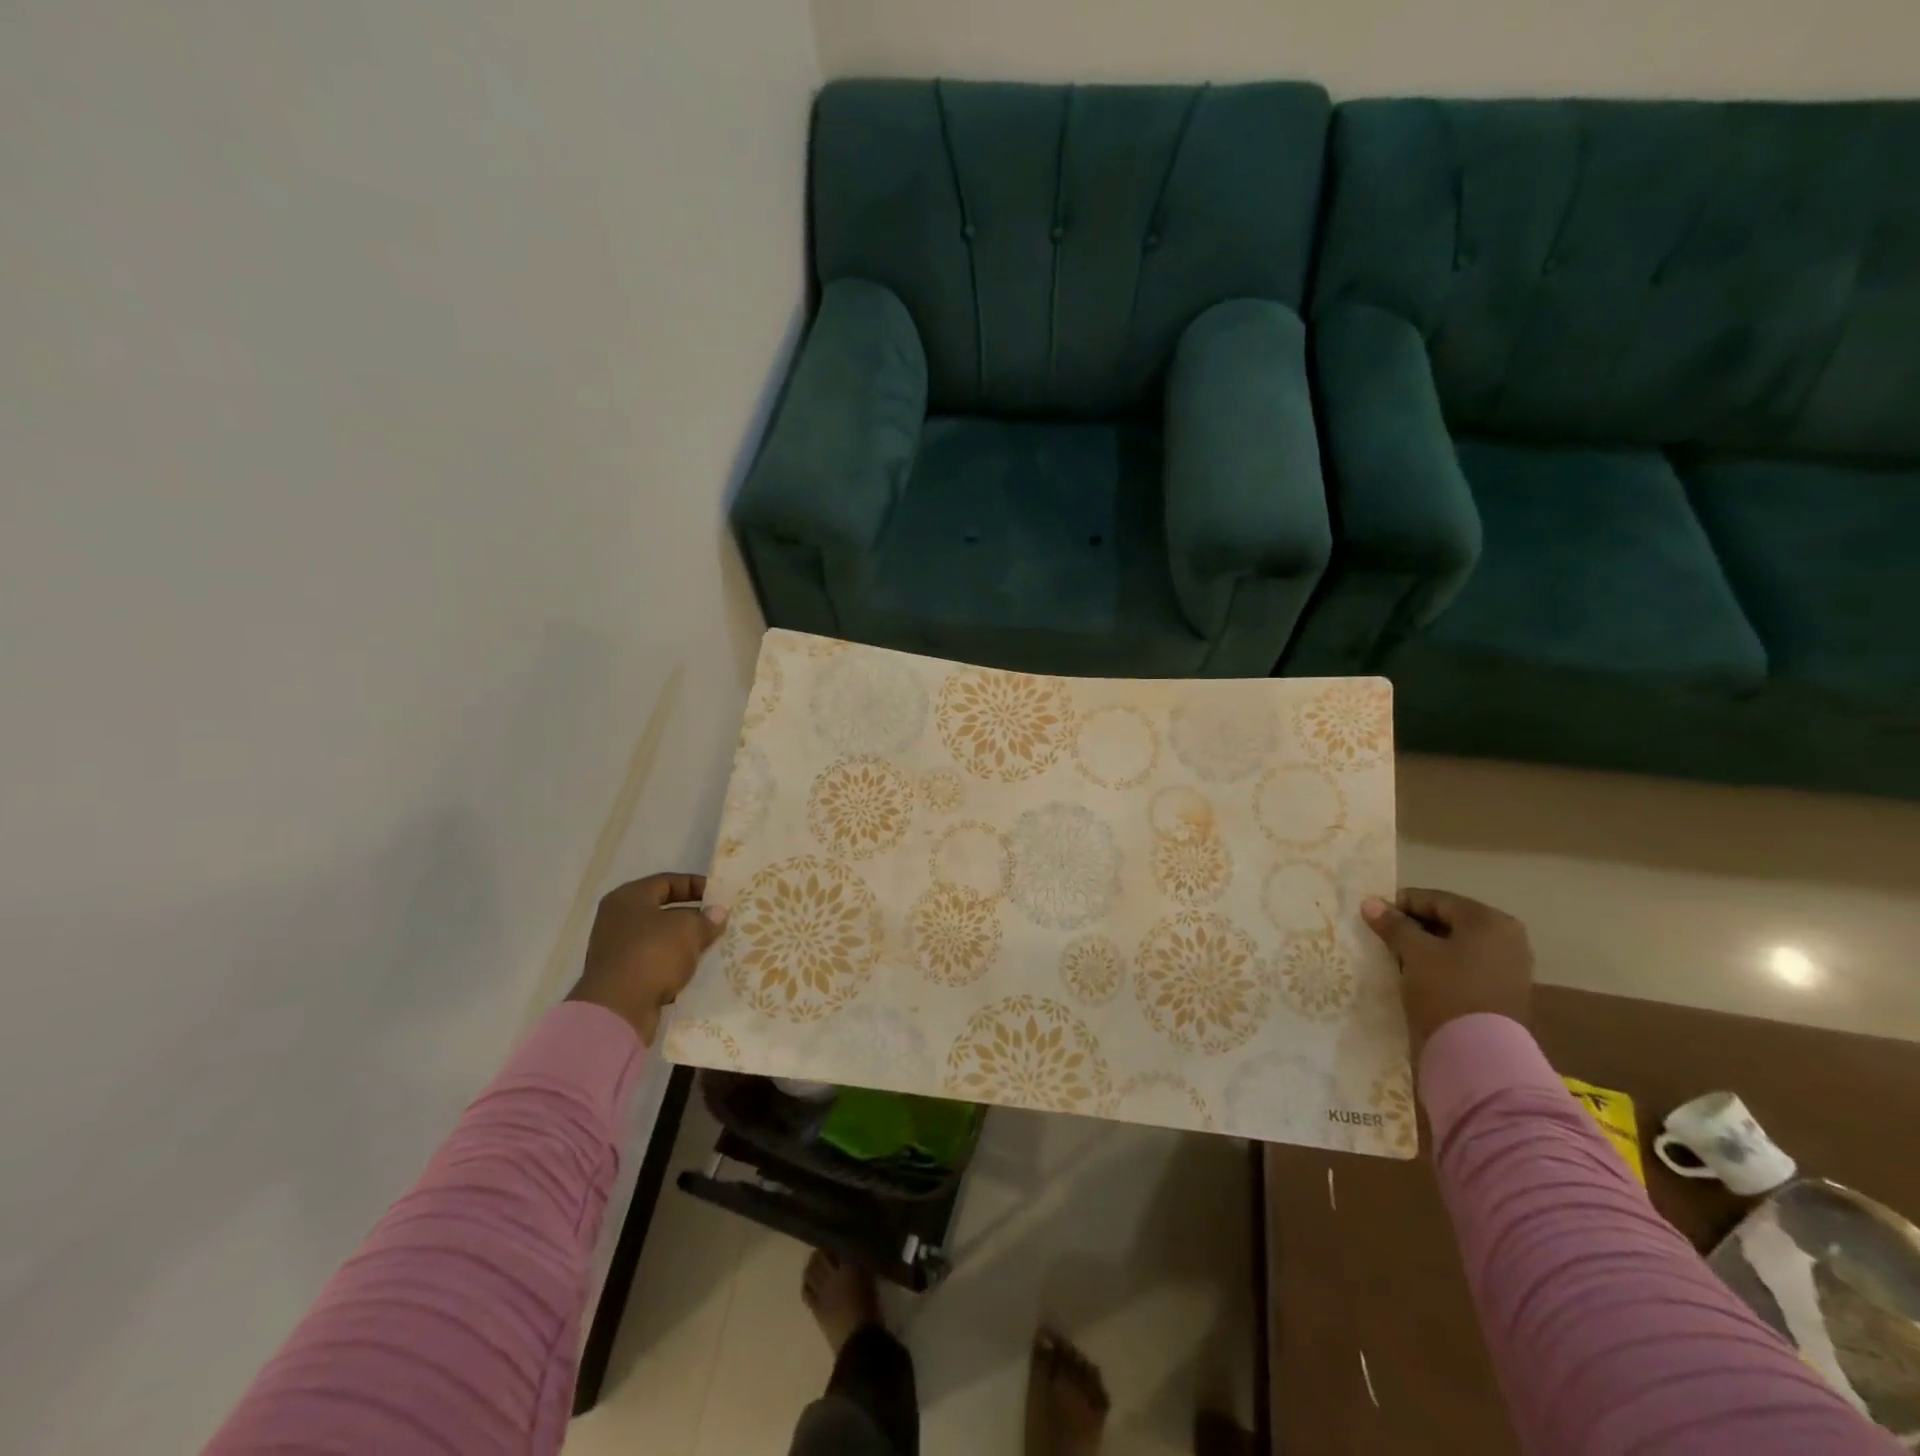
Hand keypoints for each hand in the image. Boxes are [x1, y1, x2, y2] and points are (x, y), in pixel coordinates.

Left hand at [567, 873, 726, 1045]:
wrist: (617, 1010)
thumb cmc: (652, 955)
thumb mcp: (688, 930)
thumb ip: (706, 919)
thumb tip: (717, 913)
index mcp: (628, 897)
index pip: (667, 881)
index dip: (695, 885)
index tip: (719, 895)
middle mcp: (617, 919)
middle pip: (662, 911)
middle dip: (693, 916)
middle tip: (719, 922)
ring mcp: (617, 950)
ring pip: (660, 939)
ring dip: (684, 943)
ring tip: (712, 946)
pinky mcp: (621, 977)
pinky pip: (654, 963)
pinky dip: (673, 965)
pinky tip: (695, 970)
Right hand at [1361, 888, 1532, 1060]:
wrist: (1480, 1054)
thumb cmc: (1447, 991)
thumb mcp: (1414, 952)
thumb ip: (1393, 924)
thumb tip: (1370, 902)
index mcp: (1489, 920)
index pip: (1435, 899)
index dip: (1400, 903)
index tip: (1373, 915)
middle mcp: (1507, 937)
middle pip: (1448, 920)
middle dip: (1414, 926)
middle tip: (1383, 936)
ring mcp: (1509, 965)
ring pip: (1456, 944)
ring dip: (1426, 946)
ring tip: (1397, 957)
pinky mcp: (1504, 990)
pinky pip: (1466, 965)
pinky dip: (1441, 964)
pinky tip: (1419, 975)